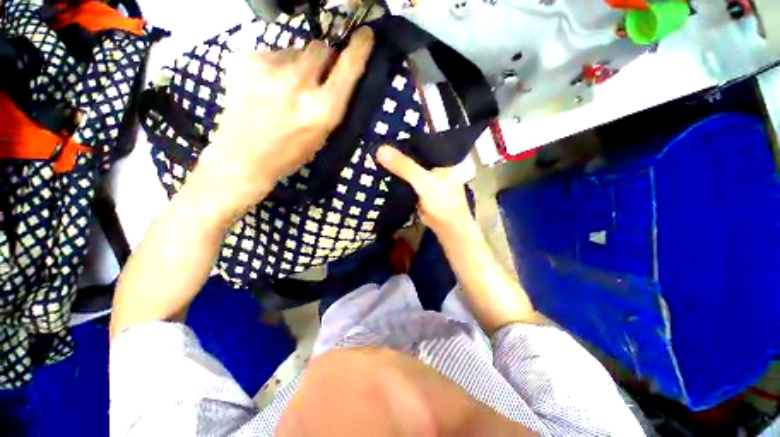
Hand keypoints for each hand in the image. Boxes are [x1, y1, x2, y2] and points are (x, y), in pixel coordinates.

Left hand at [196, 27, 373, 215]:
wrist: (243, 156)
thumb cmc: (290, 153)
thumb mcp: (321, 135)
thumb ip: (331, 102)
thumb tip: (334, 72)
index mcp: (321, 110)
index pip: (347, 69)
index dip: (359, 49)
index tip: (366, 34)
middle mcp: (299, 84)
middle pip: (321, 48)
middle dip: (322, 58)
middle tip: (314, 76)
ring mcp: (269, 68)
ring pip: (295, 50)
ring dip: (297, 64)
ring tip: (283, 88)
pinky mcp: (245, 59)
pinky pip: (272, 53)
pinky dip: (274, 66)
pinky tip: (265, 86)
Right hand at [376, 146, 472, 234]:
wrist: (447, 227)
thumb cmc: (442, 201)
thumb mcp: (423, 181)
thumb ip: (404, 166)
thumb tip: (379, 149)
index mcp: (441, 158)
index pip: (421, 141)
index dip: (405, 137)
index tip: (385, 131)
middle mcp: (435, 165)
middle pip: (413, 154)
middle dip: (398, 151)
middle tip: (375, 141)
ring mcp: (427, 178)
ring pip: (409, 168)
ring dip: (396, 165)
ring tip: (375, 154)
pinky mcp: (420, 189)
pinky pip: (406, 180)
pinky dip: (397, 177)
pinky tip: (382, 172)